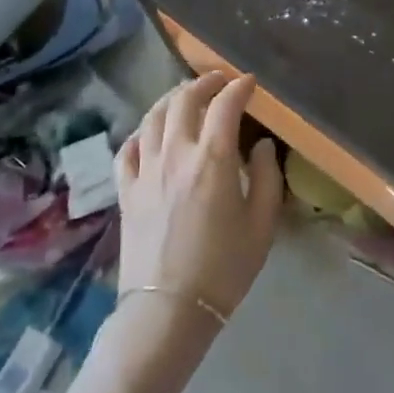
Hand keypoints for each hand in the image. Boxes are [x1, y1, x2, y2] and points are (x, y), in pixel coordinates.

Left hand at [115, 73, 283, 324]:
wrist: (168, 311)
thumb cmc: (223, 268)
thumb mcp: (262, 224)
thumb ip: (268, 177)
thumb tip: (261, 145)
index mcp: (212, 159)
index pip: (225, 105)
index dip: (239, 87)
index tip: (250, 83)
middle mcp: (175, 154)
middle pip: (184, 100)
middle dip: (204, 83)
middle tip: (219, 81)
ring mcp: (145, 171)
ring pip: (153, 117)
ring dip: (172, 98)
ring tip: (186, 96)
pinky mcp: (126, 191)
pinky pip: (127, 148)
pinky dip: (141, 131)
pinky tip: (150, 133)